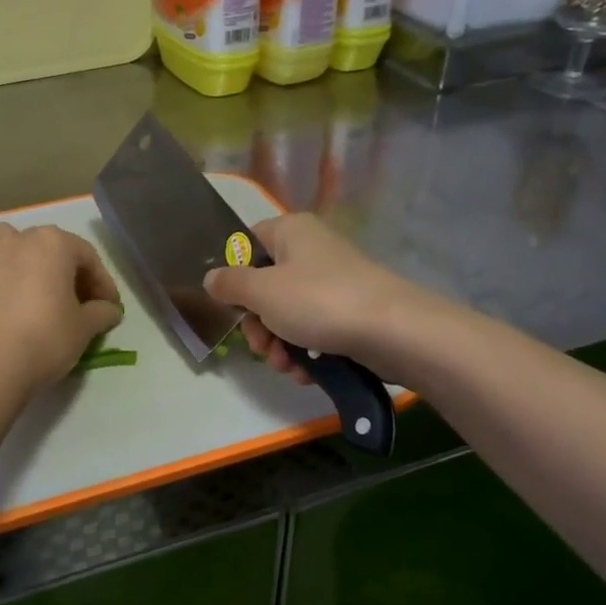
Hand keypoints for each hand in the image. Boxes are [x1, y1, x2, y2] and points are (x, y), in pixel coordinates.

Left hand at [0, 223, 122, 393]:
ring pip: (15, 252)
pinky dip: (7, 284)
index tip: (110, 307)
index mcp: (52, 242)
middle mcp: (17, 239)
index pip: (87, 257)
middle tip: (80, 304)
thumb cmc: (46, 338)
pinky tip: (13, 310)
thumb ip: (102, 312)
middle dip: (68, 274)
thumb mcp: (85, 327)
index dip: (102, 283)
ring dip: (31, 268)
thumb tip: (110, 310)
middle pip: (51, 250)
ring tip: (40, 296)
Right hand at [202, 214, 416, 379]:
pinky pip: (315, 330)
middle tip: (262, 347)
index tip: (232, 305)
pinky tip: (307, 372)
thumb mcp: (263, 292)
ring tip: (287, 366)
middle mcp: (312, 251)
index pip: (248, 243)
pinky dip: (306, 351)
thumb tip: (211, 278)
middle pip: (266, 286)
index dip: (235, 274)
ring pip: (289, 314)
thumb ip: (230, 285)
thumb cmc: (319, 301)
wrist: (394, 332)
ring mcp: (333, 283)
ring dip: (280, 345)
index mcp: (290, 232)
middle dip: (259, 325)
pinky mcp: (350, 313)